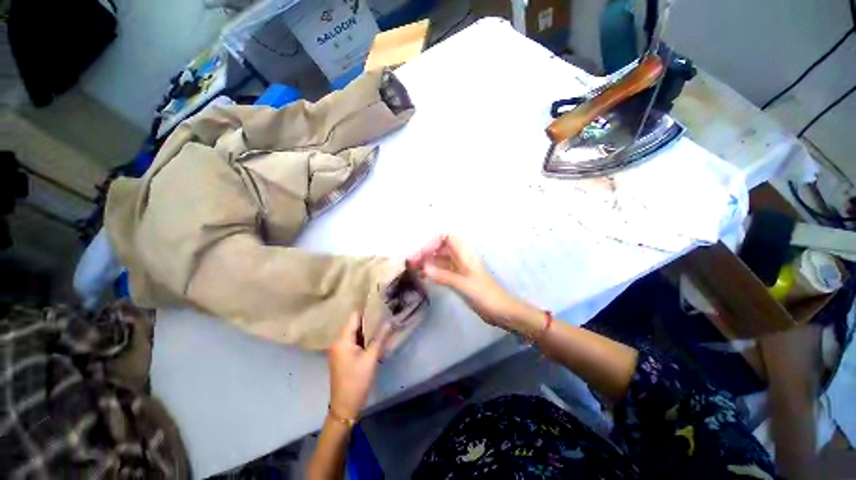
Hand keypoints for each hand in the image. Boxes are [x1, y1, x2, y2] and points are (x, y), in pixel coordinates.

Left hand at [328, 312, 392, 419]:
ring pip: (355, 333)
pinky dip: (364, 340)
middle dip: (369, 321)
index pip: (354, 317)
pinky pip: (354, 342)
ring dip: (367, 331)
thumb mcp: (371, 359)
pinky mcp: (343, 357)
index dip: (367, 311)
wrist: (345, 407)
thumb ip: (380, 338)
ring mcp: (339, 350)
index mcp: (342, 340)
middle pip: (354, 324)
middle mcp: (338, 342)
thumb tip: (389, 322)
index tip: (380, 307)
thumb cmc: (357, 381)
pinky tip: (375, 339)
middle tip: (385, 316)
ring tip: (383, 326)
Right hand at [408, 235, 537, 329]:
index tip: (422, 254)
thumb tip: (423, 267)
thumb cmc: (484, 295)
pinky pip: (442, 270)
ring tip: (414, 269)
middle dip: (426, 252)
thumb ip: (443, 275)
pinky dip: (432, 271)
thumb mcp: (463, 284)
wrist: (500, 311)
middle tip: (412, 263)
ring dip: (427, 262)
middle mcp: (461, 258)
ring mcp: (459, 268)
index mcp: (465, 254)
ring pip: (440, 259)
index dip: (432, 242)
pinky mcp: (458, 278)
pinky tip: (423, 277)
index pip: (446, 237)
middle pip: (440, 248)